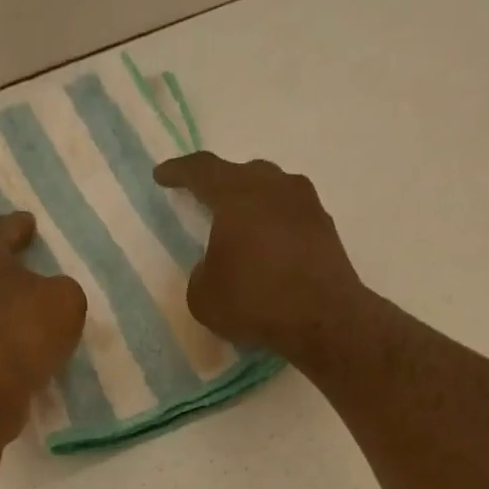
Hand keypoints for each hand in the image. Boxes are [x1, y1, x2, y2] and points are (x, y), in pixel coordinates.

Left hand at [0, 213, 87, 438]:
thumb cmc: (23, 329)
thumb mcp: (66, 300)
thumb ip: (63, 289)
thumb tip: (53, 296)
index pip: (3, 228)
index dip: (21, 227)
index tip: (31, 225)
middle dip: (4, 263)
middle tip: (27, 265)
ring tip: (23, 306)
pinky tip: (13, 338)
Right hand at [153, 153, 365, 365]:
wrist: (323, 317)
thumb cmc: (254, 300)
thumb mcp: (203, 297)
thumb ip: (201, 273)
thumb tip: (214, 266)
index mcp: (237, 193)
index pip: (202, 170)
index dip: (179, 171)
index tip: (162, 175)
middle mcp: (275, 186)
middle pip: (243, 173)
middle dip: (222, 185)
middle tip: (208, 201)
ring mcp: (306, 204)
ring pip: (272, 192)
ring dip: (254, 206)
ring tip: (242, 228)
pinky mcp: (326, 229)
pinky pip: (292, 218)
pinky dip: (276, 229)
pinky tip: (270, 252)